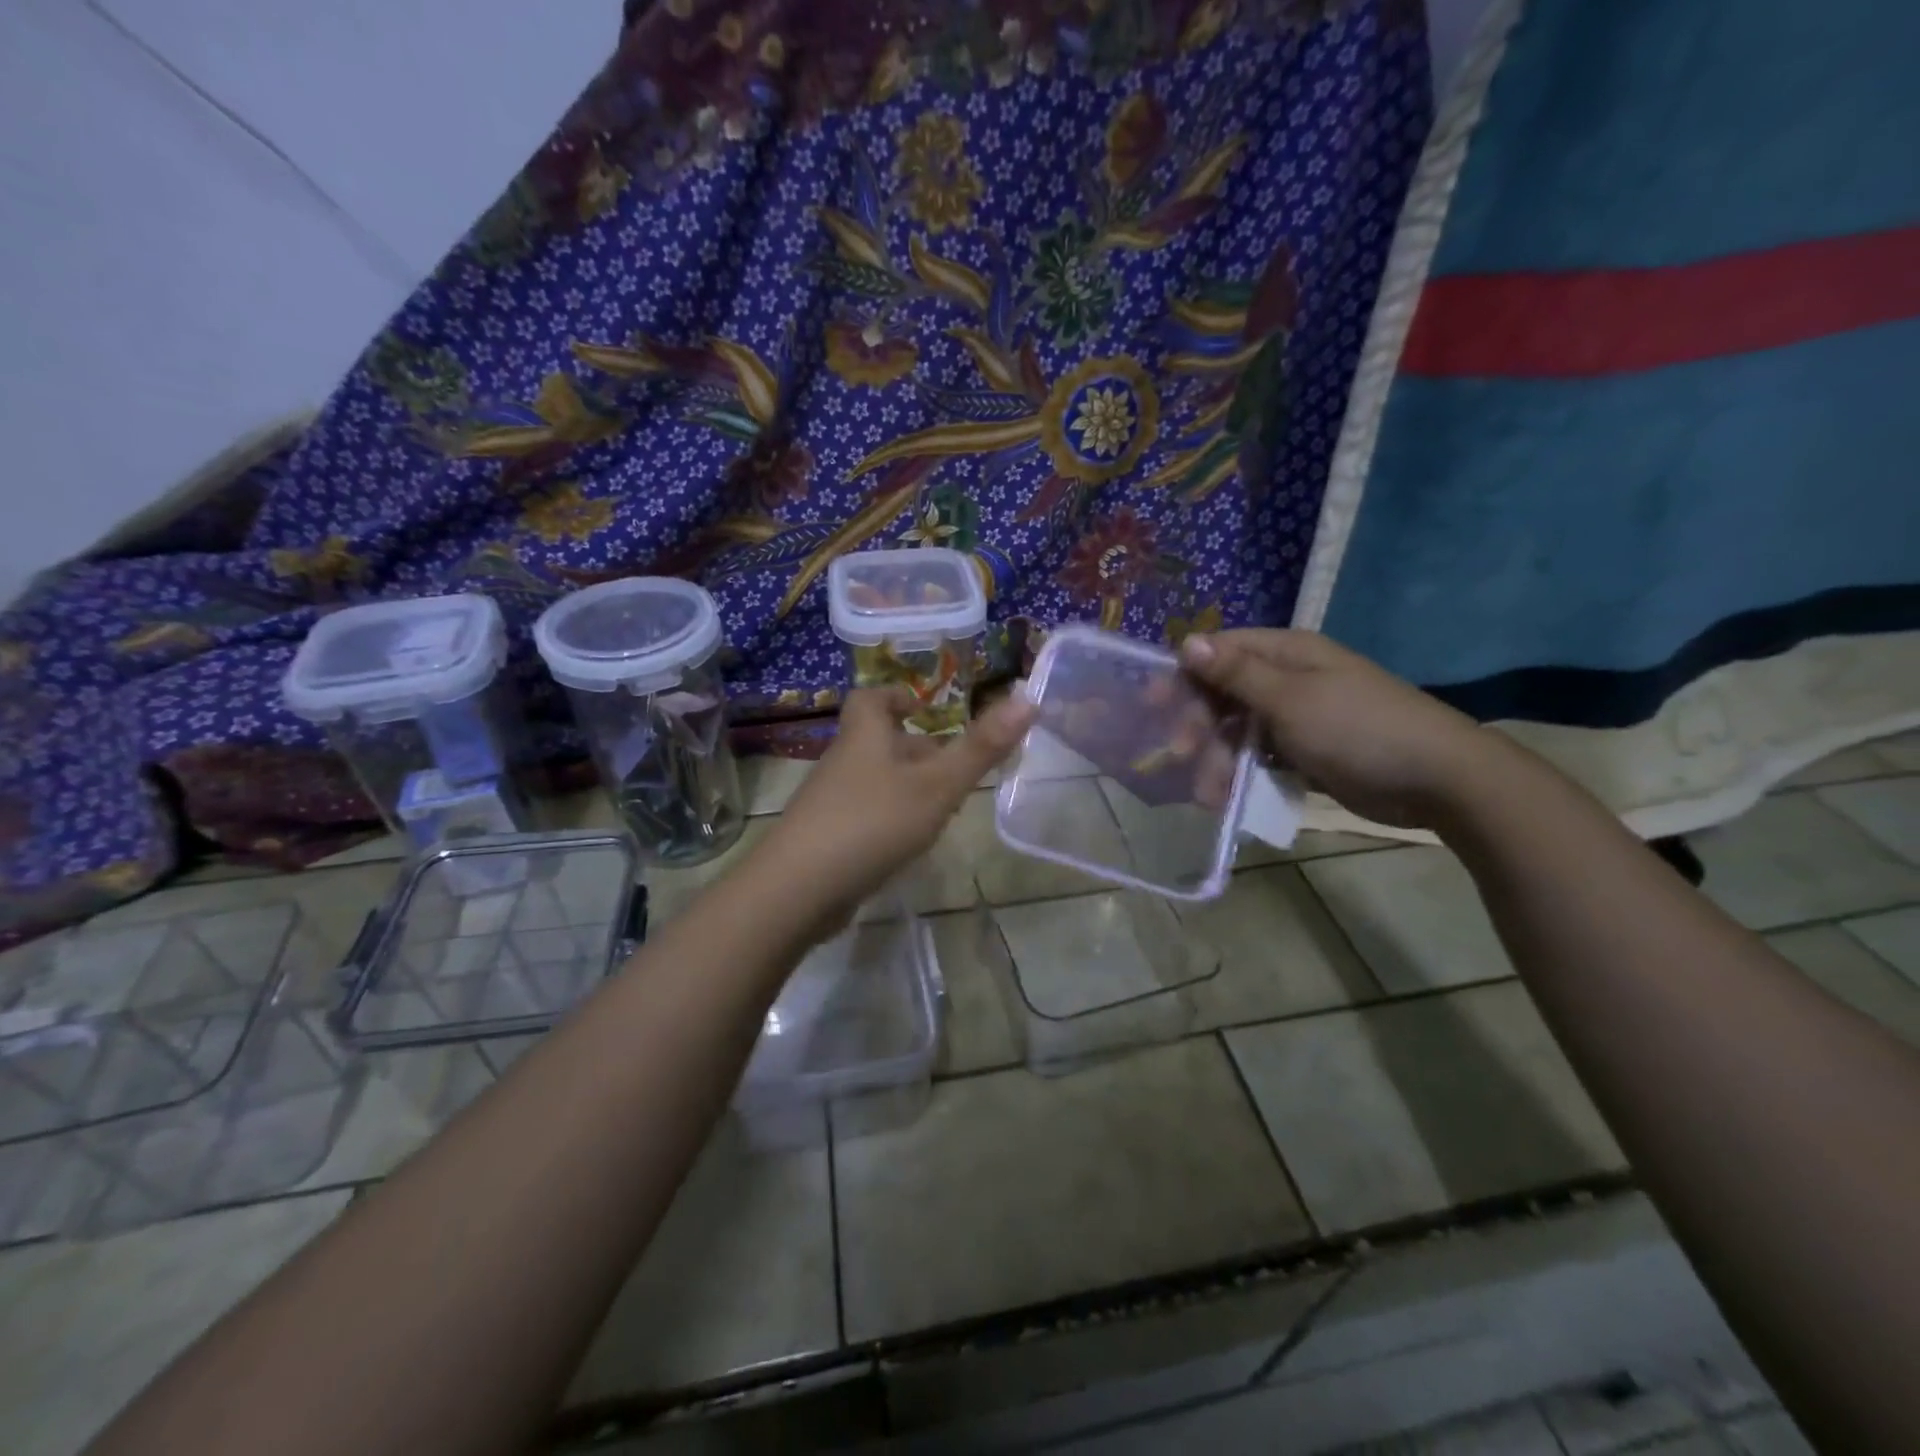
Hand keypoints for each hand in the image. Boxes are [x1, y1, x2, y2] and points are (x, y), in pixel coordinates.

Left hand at [749, 687, 1033, 926]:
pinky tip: (910, 845)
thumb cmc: (873, 822)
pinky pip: (864, 816)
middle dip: (914, 749)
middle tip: (952, 765)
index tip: (921, 706)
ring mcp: (830, 802)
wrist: (799, 888)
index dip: (894, 696)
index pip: (870, 699)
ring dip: (906, 787)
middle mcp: (843, 763)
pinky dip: (889, 820)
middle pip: (877, 743)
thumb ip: (981, 747)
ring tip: (943, 808)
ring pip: (874, 782)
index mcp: (865, 737)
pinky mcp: (825, 838)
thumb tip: (1027, 698)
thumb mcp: (937, 785)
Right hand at [1179, 629, 1500, 829]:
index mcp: (1286, 654)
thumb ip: (1236, 674)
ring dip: (1217, 759)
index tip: (1152, 705)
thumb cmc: (1357, 728)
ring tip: (1208, 795)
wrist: (1436, 778)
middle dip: (1198, 725)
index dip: (1183, 674)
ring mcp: (1298, 716)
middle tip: (1178, 755)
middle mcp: (1288, 679)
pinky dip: (1243, 773)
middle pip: (1223, 694)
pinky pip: (1261, 756)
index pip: (1219, 652)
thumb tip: (1188, 641)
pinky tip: (1228, 797)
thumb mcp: (1290, 699)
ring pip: (1239, 730)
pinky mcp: (1307, 751)